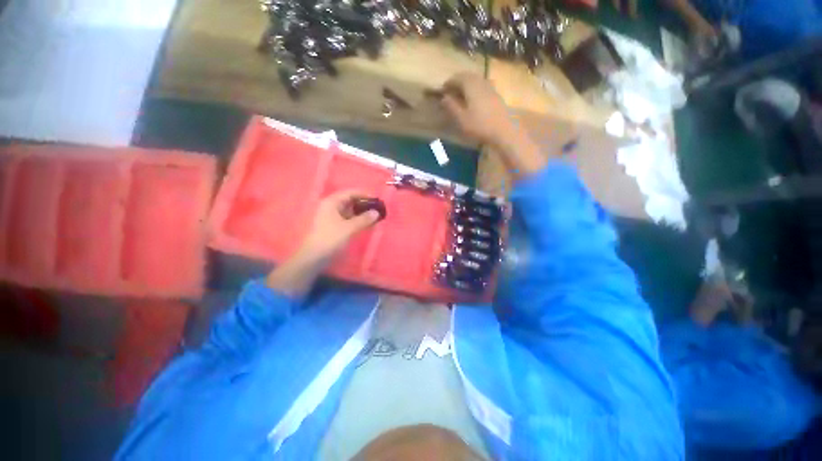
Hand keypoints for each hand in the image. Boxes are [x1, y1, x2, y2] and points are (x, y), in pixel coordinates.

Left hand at [296, 190, 380, 264]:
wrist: (314, 258)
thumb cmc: (330, 239)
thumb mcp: (349, 228)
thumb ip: (364, 219)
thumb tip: (376, 212)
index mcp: (332, 202)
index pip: (350, 193)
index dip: (365, 195)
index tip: (377, 200)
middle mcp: (331, 207)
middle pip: (350, 201)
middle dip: (364, 205)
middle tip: (378, 209)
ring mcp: (332, 217)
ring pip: (350, 211)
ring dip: (362, 213)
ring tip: (375, 217)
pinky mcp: (334, 226)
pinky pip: (348, 219)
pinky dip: (357, 220)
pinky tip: (367, 224)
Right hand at [439, 72, 547, 177]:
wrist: (504, 130)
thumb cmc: (480, 125)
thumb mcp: (461, 119)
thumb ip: (451, 107)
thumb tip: (444, 97)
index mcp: (471, 85)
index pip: (457, 78)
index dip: (448, 83)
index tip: (442, 90)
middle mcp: (481, 82)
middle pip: (467, 76)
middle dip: (457, 81)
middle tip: (450, 91)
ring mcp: (490, 87)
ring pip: (476, 80)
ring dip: (466, 84)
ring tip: (460, 94)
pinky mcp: (496, 94)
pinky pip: (482, 85)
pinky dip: (475, 88)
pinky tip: (473, 98)